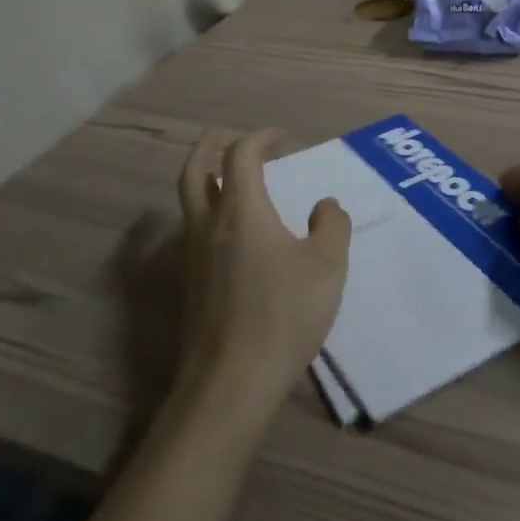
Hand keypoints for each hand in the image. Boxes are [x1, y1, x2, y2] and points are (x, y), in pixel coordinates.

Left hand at [172, 129, 350, 430]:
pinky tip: (233, 237)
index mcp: (241, 211)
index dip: (261, 138)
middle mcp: (207, 225)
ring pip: (188, 203)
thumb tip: (325, 206)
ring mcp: (192, 257)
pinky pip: (192, 234)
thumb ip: (332, 226)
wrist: (231, 382)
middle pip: (194, 171)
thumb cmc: (283, 314)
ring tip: (232, 185)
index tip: (283, 138)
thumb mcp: (327, 266)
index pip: (241, 155)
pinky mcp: (189, 286)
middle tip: (225, 139)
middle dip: (209, 148)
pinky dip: (207, 216)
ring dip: (206, 182)